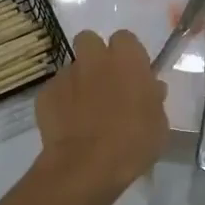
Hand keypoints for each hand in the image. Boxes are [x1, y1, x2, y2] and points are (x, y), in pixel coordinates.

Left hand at [34, 30, 168, 197]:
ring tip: (84, 110)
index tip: (131, 74)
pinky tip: (68, 125)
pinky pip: (55, 91)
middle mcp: (95, 59)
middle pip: (90, 40)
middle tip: (104, 82)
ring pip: (72, 68)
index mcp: (127, 59)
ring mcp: (66, 75)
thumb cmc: (133, 142)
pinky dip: (61, 103)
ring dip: (79, 81)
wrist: (87, 166)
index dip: (127, 54)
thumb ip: (153, 99)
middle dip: (95, 56)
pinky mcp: (45, 94)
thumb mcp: (158, 123)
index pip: (125, 38)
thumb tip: (151, 89)